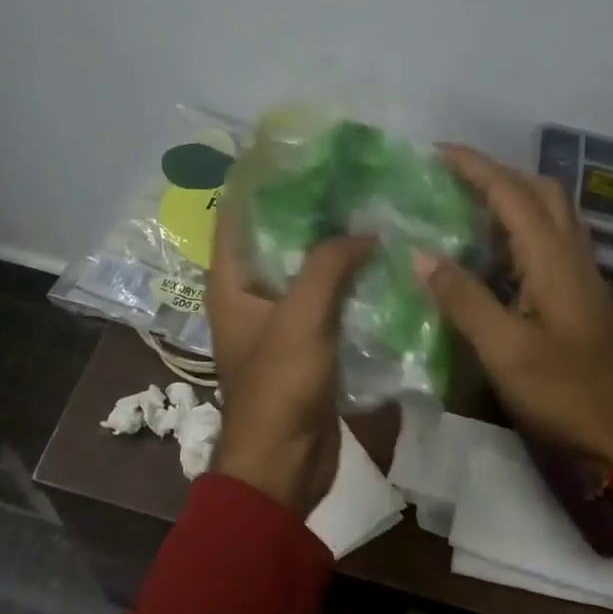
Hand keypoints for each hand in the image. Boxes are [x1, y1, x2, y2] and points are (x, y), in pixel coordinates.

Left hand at [205, 204, 374, 516]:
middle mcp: (251, 296)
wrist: (284, 465)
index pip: (237, 214)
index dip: (260, 179)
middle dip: (309, 210)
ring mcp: (280, 322)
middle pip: (276, 239)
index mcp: (231, 283)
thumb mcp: (301, 319)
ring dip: (334, 248)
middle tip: (351, 178)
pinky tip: (381, 265)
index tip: (298, 149)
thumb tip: (363, 233)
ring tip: (372, 211)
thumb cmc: (280, 389)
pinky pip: (327, 303)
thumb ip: (328, 267)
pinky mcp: (308, 346)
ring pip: (307, 272)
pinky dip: (348, 283)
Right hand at [416, 145, 612, 498]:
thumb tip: (420, 255)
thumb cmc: (566, 393)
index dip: (474, 167)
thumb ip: (464, 299)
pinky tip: (493, 254)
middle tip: (451, 180)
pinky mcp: (580, 297)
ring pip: (549, 215)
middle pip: (539, 192)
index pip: (511, 193)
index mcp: (553, 259)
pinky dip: (519, 230)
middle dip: (495, 174)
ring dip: (510, 198)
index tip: (435, 153)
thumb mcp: (505, 350)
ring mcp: (581, 276)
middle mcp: (571, 255)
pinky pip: (550, 242)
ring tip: (465, 207)